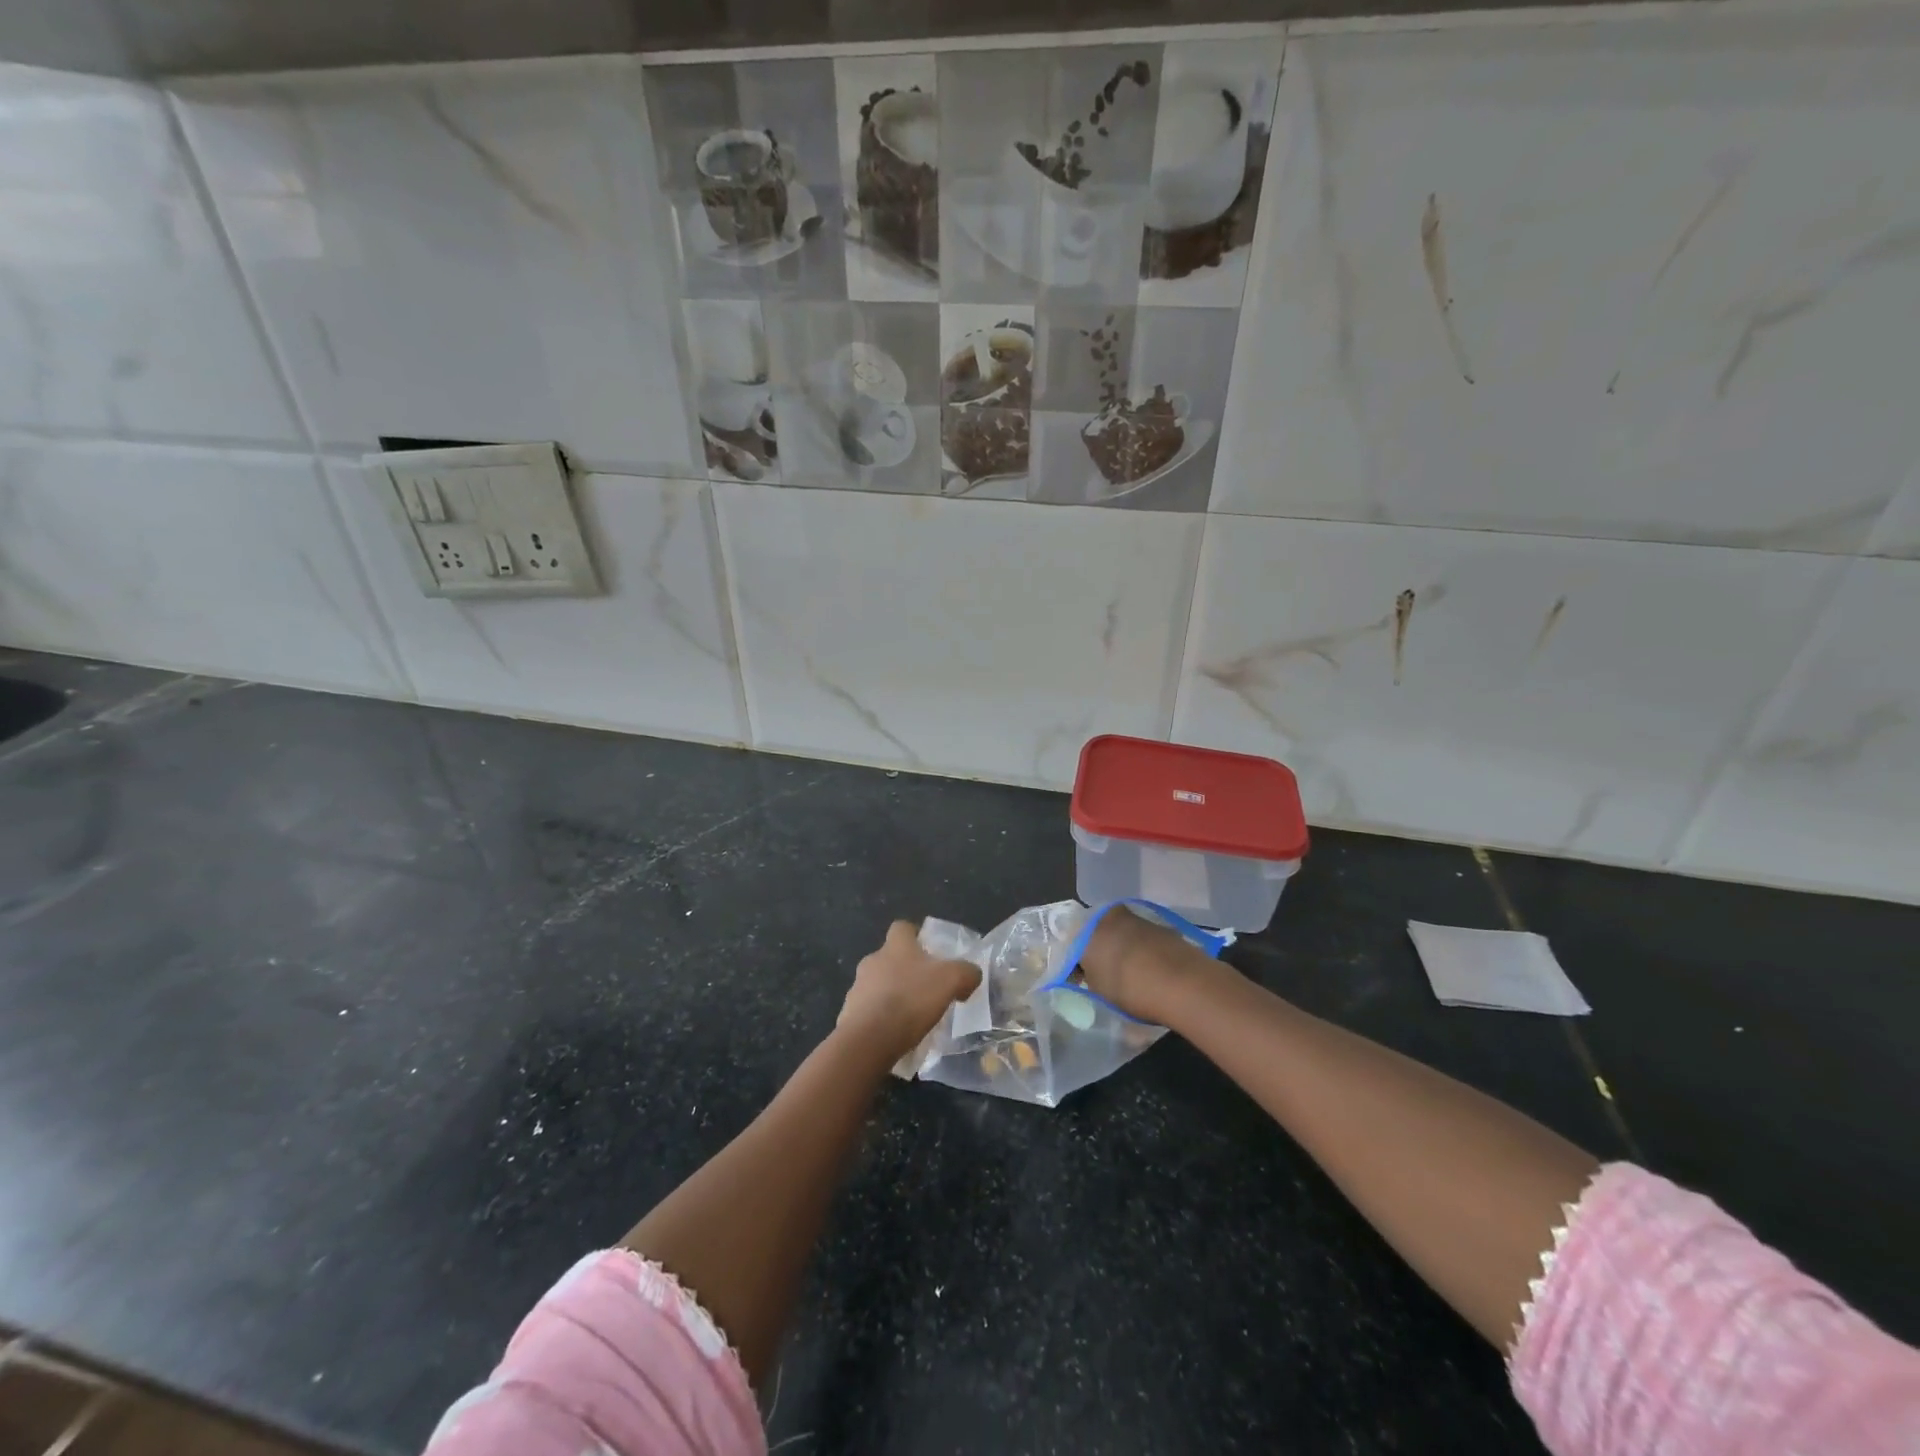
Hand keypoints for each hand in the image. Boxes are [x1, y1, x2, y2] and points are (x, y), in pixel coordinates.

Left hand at [837, 921, 981, 1064]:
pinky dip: (881, 1019)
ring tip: (912, 1016)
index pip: (902, 928)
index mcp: (896, 946)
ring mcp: (857, 988)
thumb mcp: (951, 980)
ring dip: (892, 994)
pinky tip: (896, 1034)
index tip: (929, 950)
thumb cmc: (911, 999)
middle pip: (890, 957)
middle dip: (906, 970)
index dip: (915, 935)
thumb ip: (966, 972)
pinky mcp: (849, 1015)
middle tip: (926, 988)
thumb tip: (971, 974)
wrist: (870, 1039)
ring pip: (878, 985)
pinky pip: (869, 1011)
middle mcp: (872, 960)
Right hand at [1078, 904, 1221, 1024]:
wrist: (1183, 983)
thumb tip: (1093, 974)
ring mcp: (1140, 919)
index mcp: (1088, 928)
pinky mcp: (1164, 927)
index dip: (1076, 966)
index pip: (1073, 945)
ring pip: (1124, 935)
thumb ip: (1091, 977)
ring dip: (1124, 951)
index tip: (1081, 982)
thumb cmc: (1129, 988)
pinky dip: (1144, 953)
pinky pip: (1145, 941)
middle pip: (1100, 934)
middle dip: (1101, 952)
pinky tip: (1151, 973)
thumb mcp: (1098, 990)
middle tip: (1104, 977)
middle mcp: (1111, 916)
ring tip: (1131, 977)